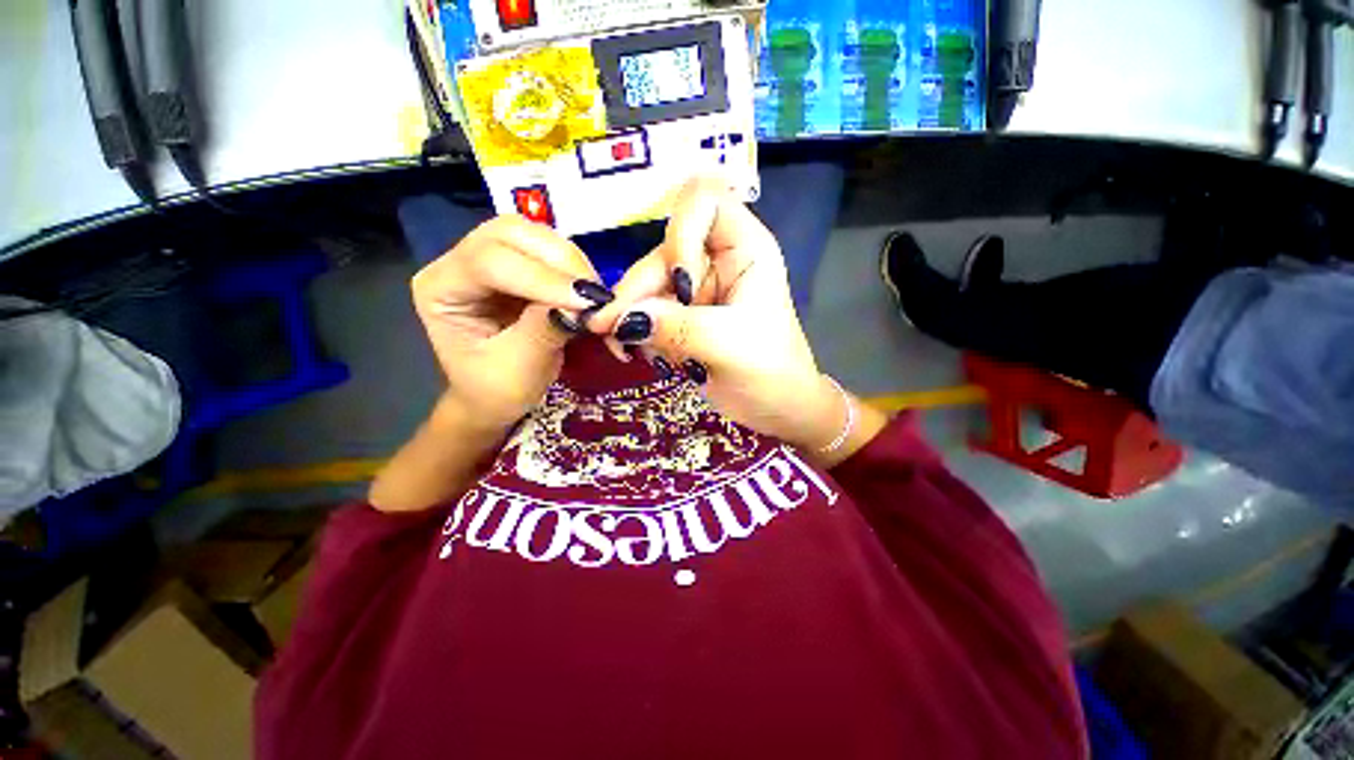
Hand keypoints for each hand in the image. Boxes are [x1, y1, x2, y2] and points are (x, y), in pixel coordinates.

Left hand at [411, 215, 614, 432]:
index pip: (489, 262)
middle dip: (560, 260)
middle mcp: (460, 263)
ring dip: (571, 262)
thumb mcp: (520, 368)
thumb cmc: (496, 390)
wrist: (496, 397)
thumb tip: (584, 302)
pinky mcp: (519, 266)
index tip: (588, 301)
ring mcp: (489, 258)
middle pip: (511, 233)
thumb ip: (546, 330)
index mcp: (441, 289)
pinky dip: (575, 268)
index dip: (542, 277)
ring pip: (534, 235)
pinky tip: (587, 290)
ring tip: (594, 295)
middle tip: (595, 294)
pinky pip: (550, 251)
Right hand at [587, 177, 851, 451]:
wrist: (775, 408)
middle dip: (637, 292)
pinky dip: (636, 332)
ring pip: (646, 285)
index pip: (703, 200)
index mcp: (744, 248)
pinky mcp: (681, 314)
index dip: (681, 235)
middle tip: (612, 332)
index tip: (681, 285)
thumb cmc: (770, 372)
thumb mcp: (728, 345)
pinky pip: (646, 311)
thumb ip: (675, 328)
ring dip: (630, 317)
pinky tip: (639, 355)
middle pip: (661, 252)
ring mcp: (696, 288)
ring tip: (627, 352)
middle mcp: (716, 259)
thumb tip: (620, 319)